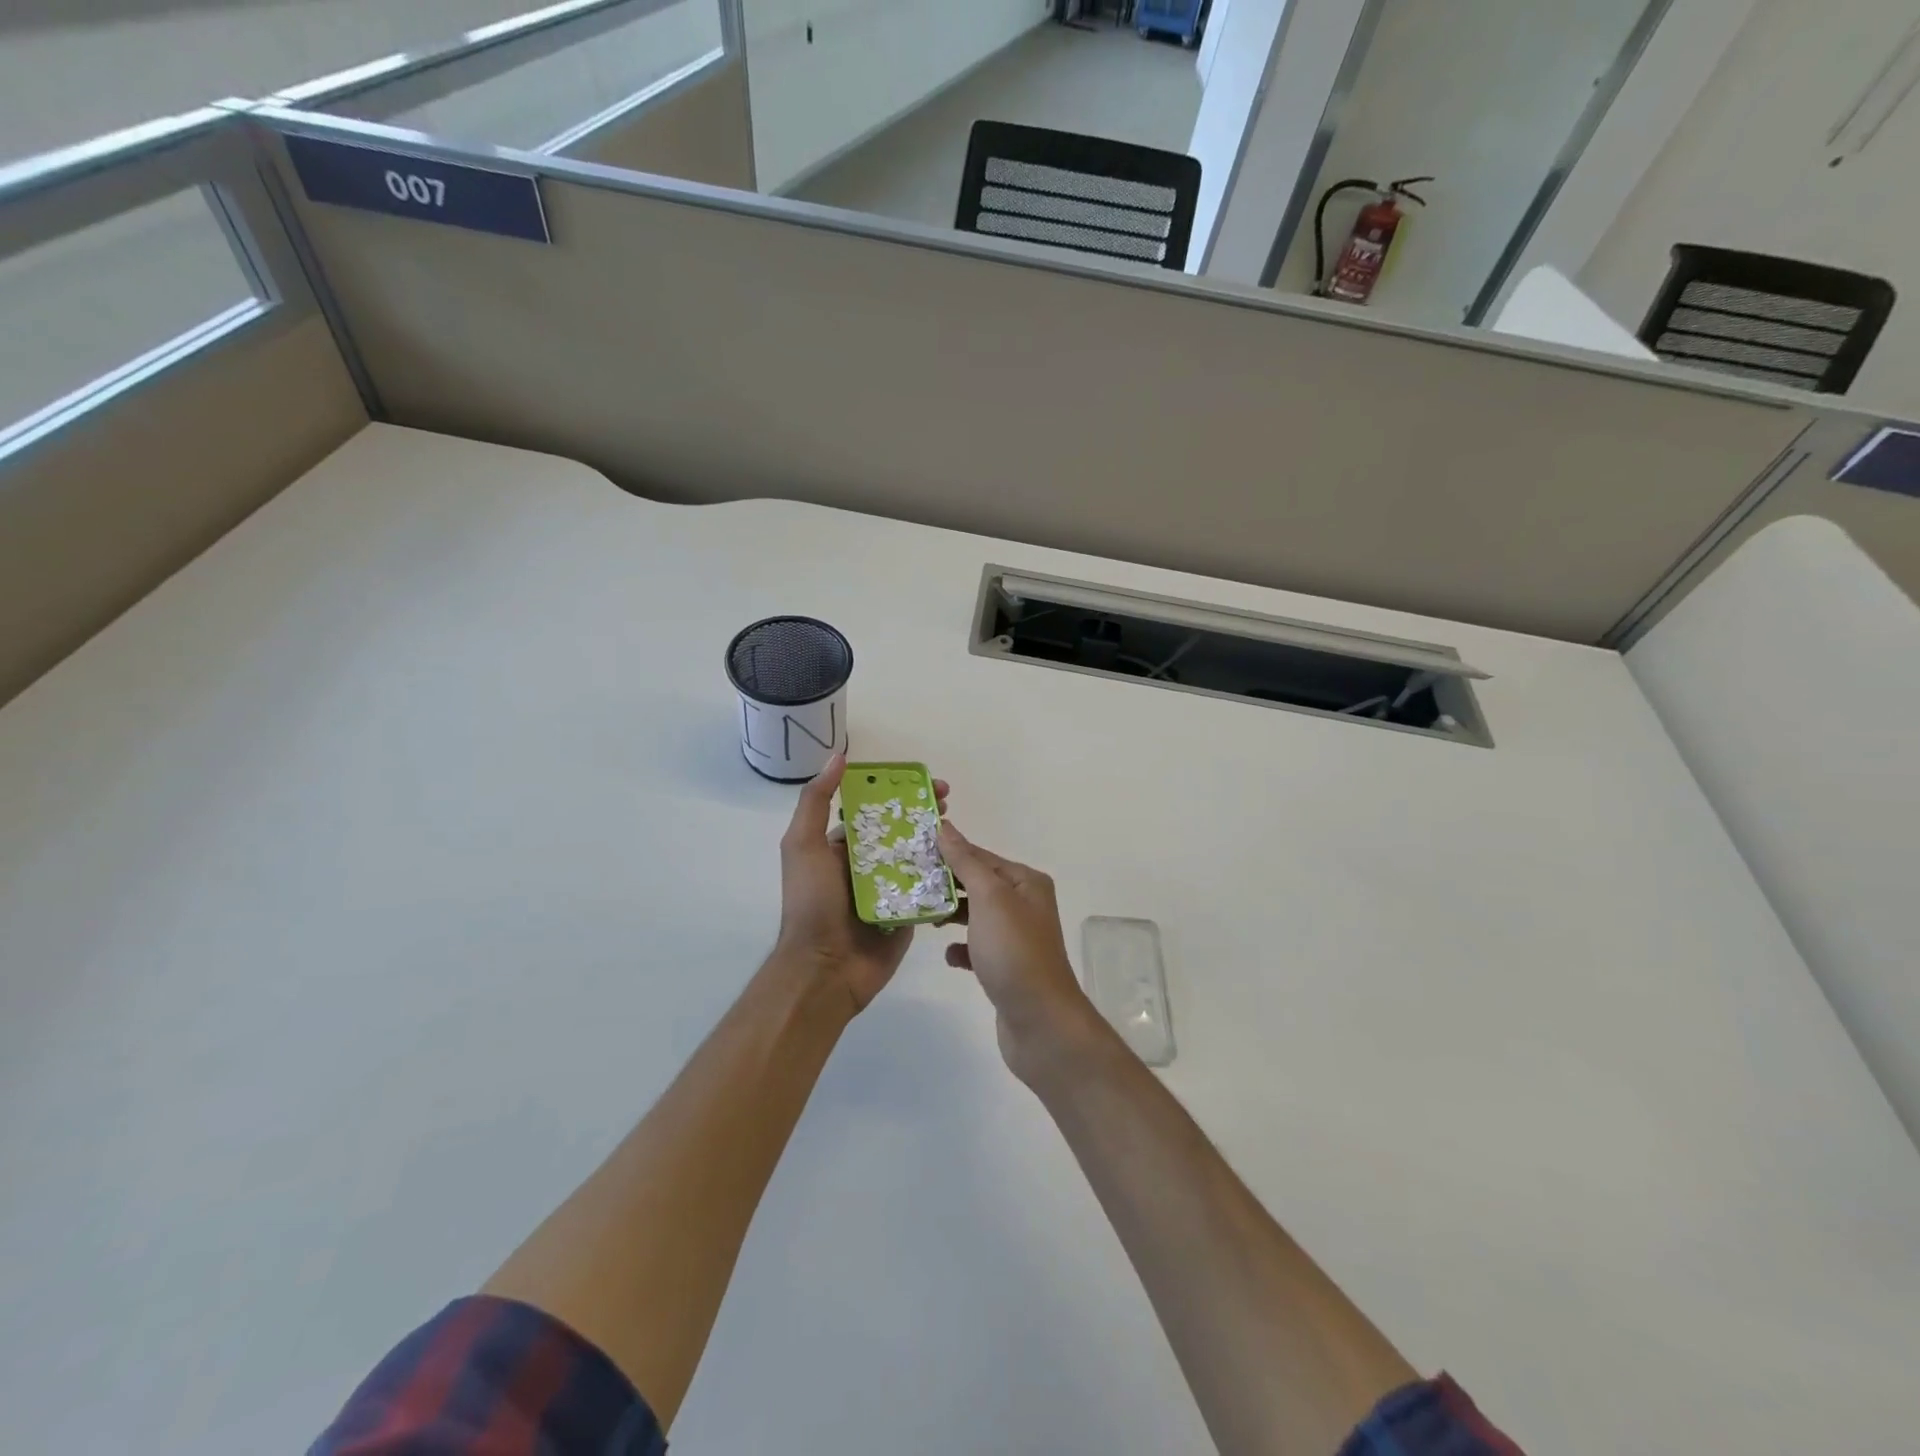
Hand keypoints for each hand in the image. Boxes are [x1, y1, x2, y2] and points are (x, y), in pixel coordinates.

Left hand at [774, 753, 947, 1013]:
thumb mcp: (802, 846)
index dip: (898, 791)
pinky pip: (928, 888)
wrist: (825, 969)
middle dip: (924, 812)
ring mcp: (889, 889)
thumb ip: (816, 801)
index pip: (874, 809)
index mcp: (842, 846)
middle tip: (948, 801)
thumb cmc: (812, 904)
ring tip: (958, 828)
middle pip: (901, 830)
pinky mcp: (908, 911)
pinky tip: (963, 859)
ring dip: (939, 839)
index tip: (922, 780)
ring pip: (919, 856)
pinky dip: (944, 873)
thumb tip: (838, 758)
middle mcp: (867, 864)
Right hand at [937, 821, 1107, 1083]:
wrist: (1040, 1022)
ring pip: (975, 916)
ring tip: (920, 915)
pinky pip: (977, 948)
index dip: (948, 852)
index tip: (911, 851)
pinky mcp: (1005, 968)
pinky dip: (961, 949)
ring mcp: (1015, 938)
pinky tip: (948, 955)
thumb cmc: (1013, 952)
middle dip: (945, 884)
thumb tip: (945, 826)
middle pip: (977, 884)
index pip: (980, 856)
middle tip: (906, 882)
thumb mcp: (989, 898)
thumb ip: (965, 861)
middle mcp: (1024, 905)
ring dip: (950, 915)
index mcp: (1025, 882)